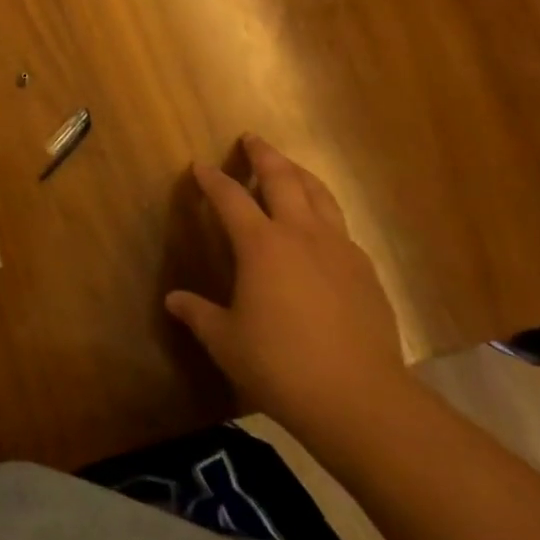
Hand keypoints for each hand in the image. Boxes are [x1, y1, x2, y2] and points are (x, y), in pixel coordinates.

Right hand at [166, 135, 405, 439]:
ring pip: (320, 195)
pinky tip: (321, 228)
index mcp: (261, 245)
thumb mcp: (226, 341)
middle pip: (283, 178)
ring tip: (290, 167)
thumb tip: (173, 300)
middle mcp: (301, 234)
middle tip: (252, 139)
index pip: (230, 197)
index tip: (200, 166)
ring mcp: (339, 250)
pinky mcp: (365, 272)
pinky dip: (325, 213)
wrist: (361, 400)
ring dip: (300, 174)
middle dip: (264, 155)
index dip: (213, 179)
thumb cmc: (281, 366)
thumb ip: (199, 314)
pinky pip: (341, 227)